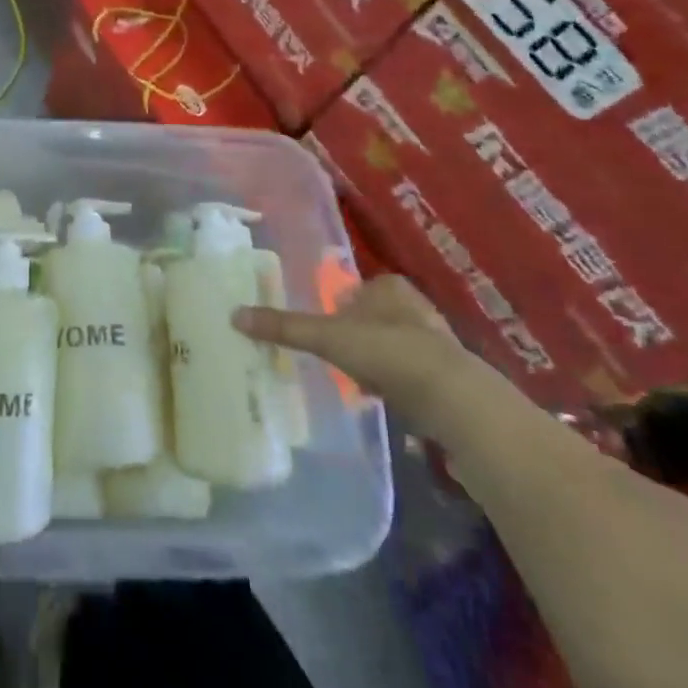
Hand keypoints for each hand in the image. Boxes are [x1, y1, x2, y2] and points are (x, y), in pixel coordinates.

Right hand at [233, 274, 471, 429]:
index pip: (360, 288)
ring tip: (356, 380)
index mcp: (389, 287)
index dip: (342, 304)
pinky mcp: (449, 378)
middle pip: (377, 316)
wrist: (452, 399)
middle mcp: (416, 307)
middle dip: (360, 333)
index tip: (326, 324)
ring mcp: (436, 343)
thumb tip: (235, 315)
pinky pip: (412, 375)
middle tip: (337, 354)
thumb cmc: (386, 351)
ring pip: (396, 346)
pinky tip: (384, 400)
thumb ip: (285, 327)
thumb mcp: (327, 337)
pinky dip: (397, 385)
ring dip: (378, 361)